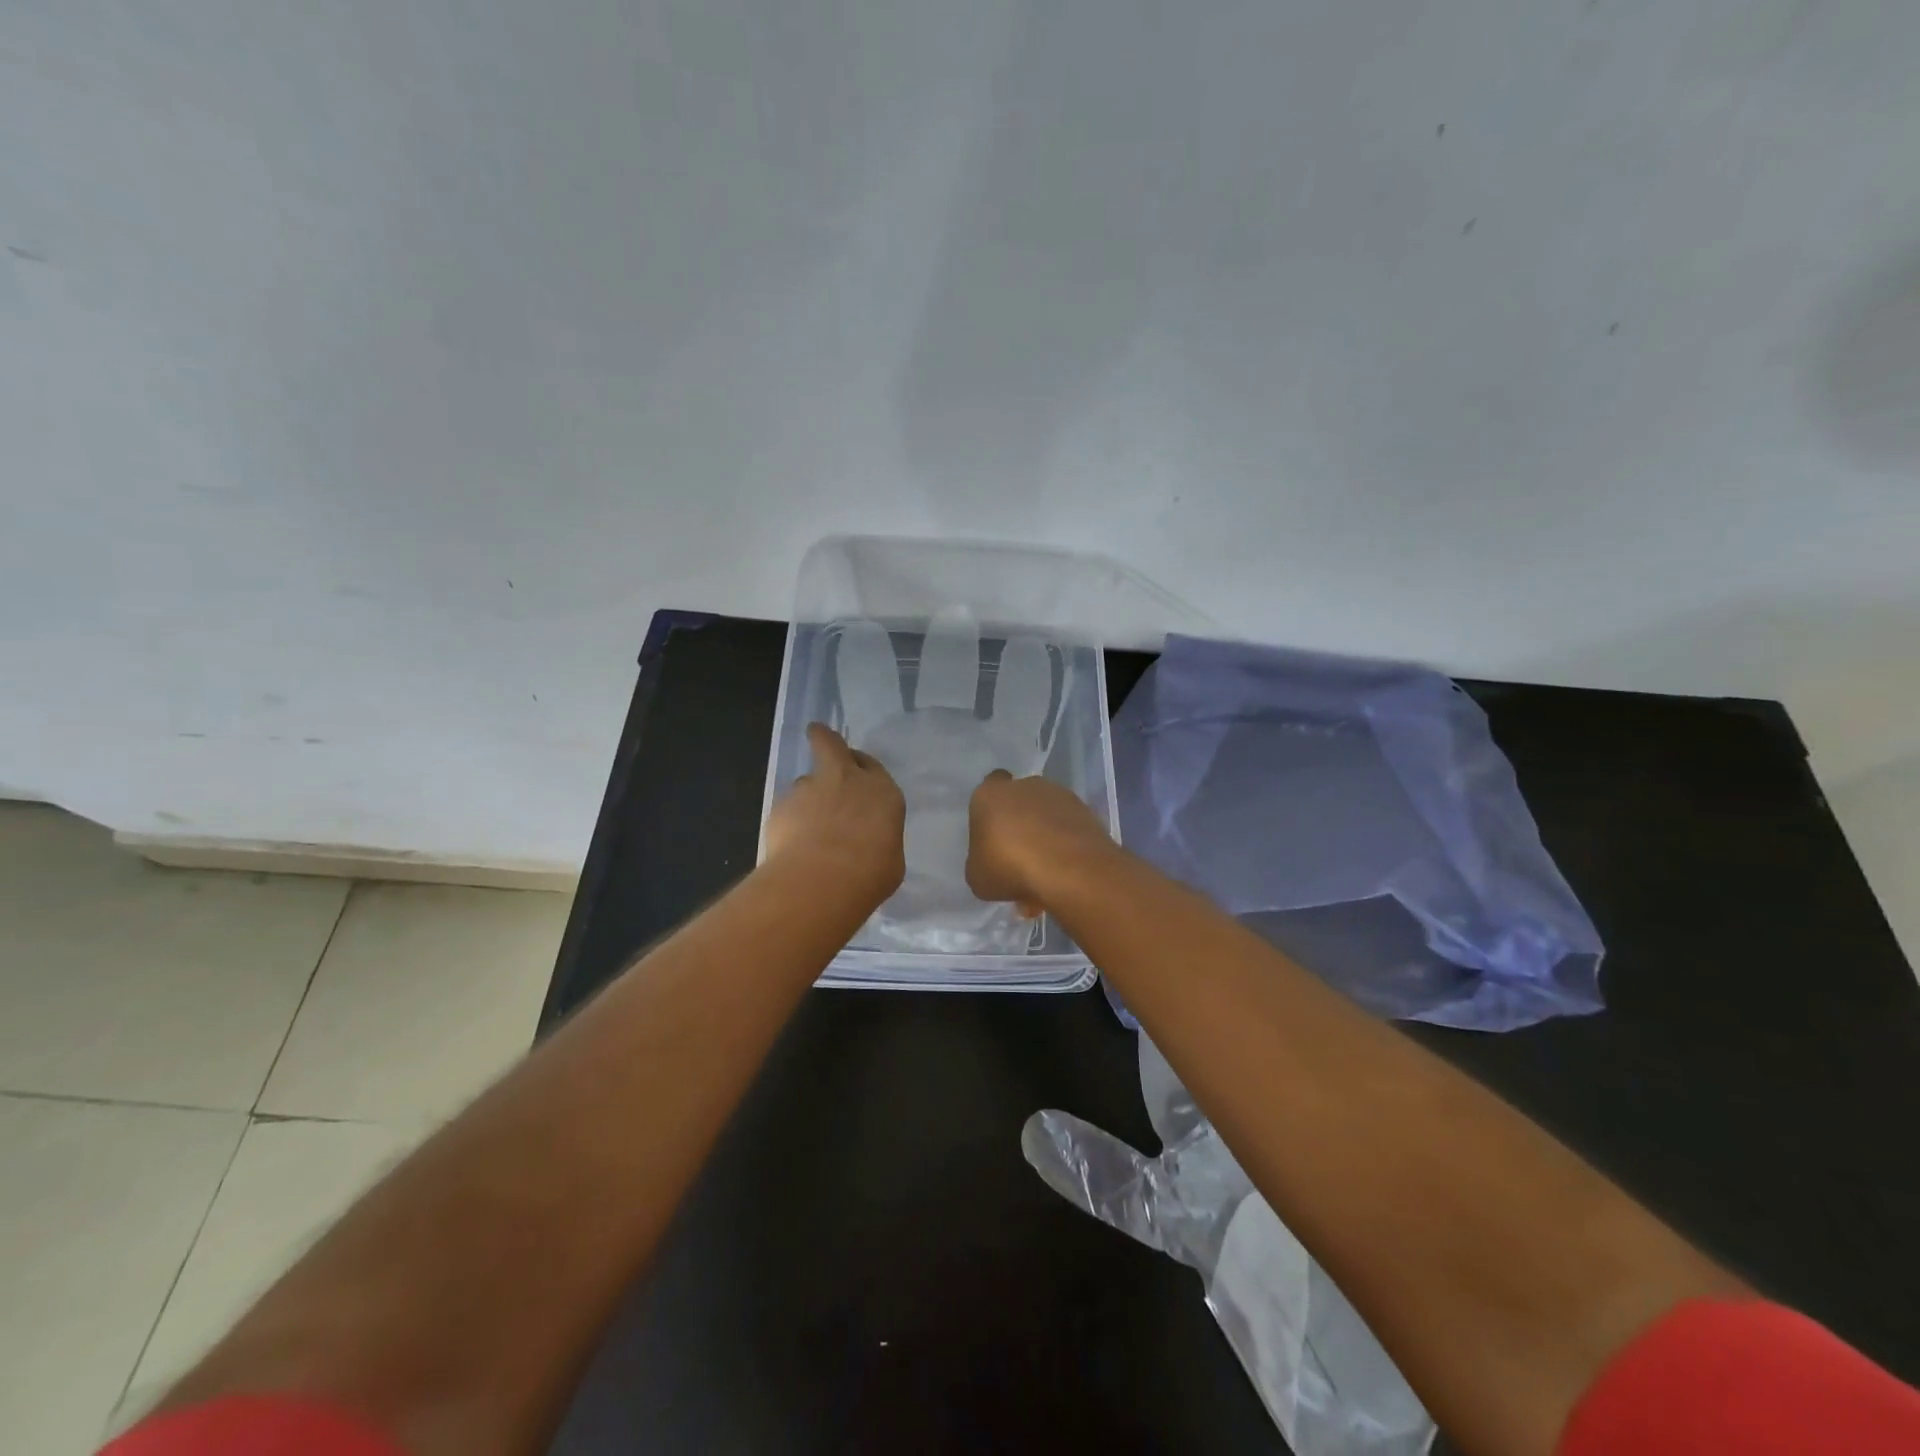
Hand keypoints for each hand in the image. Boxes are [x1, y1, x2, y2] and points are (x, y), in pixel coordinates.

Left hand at [765, 723, 905, 903]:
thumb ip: (877, 839)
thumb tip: (867, 842)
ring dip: (807, 797)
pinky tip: (790, 847)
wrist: (822, 880)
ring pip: (806, 782)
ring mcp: (811, 789)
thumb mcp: (890, 859)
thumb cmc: (870, 874)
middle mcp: (847, 780)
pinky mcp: (782, 805)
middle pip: (832, 745)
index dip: (862, 768)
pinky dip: (789, 822)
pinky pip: (787, 809)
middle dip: (824, 739)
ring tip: (805, 829)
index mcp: (882, 791)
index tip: (857, 773)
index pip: (872, 766)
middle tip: (816, 736)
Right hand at [966, 770, 1114, 914]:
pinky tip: (1064, 872)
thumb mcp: (977, 877)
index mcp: (990, 794)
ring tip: (1045, 872)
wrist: (1069, 869)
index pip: (988, 787)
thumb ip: (981, 861)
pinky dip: (1066, 846)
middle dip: (1019, 824)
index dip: (992, 809)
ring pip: (1046, 815)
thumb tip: (991, 861)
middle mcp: (1025, 786)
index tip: (994, 833)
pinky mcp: (1086, 811)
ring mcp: (1059, 795)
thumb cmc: (1009, 867)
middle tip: (1018, 858)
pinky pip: (1068, 829)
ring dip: (1045, 836)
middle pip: (1019, 801)